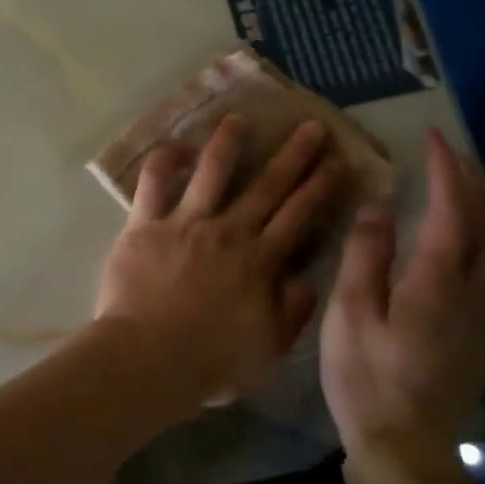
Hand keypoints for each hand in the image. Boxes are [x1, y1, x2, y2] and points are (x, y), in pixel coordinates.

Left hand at [95, 115, 350, 405]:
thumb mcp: (267, 351)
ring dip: (228, 143)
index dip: (321, 187)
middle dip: (293, 155)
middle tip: (311, 127)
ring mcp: (185, 223)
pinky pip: (153, 182)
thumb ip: (290, 313)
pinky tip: (176, 146)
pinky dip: (164, 160)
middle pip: (267, 187)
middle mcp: (228, 233)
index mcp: (260, 263)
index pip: (300, 217)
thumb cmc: (209, 363)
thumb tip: (305, 279)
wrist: (148, 358)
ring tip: (239, 119)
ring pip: (212, 171)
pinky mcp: (145, 223)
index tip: (339, 162)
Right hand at [319, 130, 484, 483]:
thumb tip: (380, 207)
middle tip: (453, 155)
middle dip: (478, 183)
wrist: (407, 447)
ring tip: (466, 184)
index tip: (435, 140)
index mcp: (438, 285)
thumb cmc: (366, 378)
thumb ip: (366, 256)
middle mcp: (475, 294)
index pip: (453, 212)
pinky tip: (469, 234)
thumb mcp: (349, 313)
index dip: (446, 172)